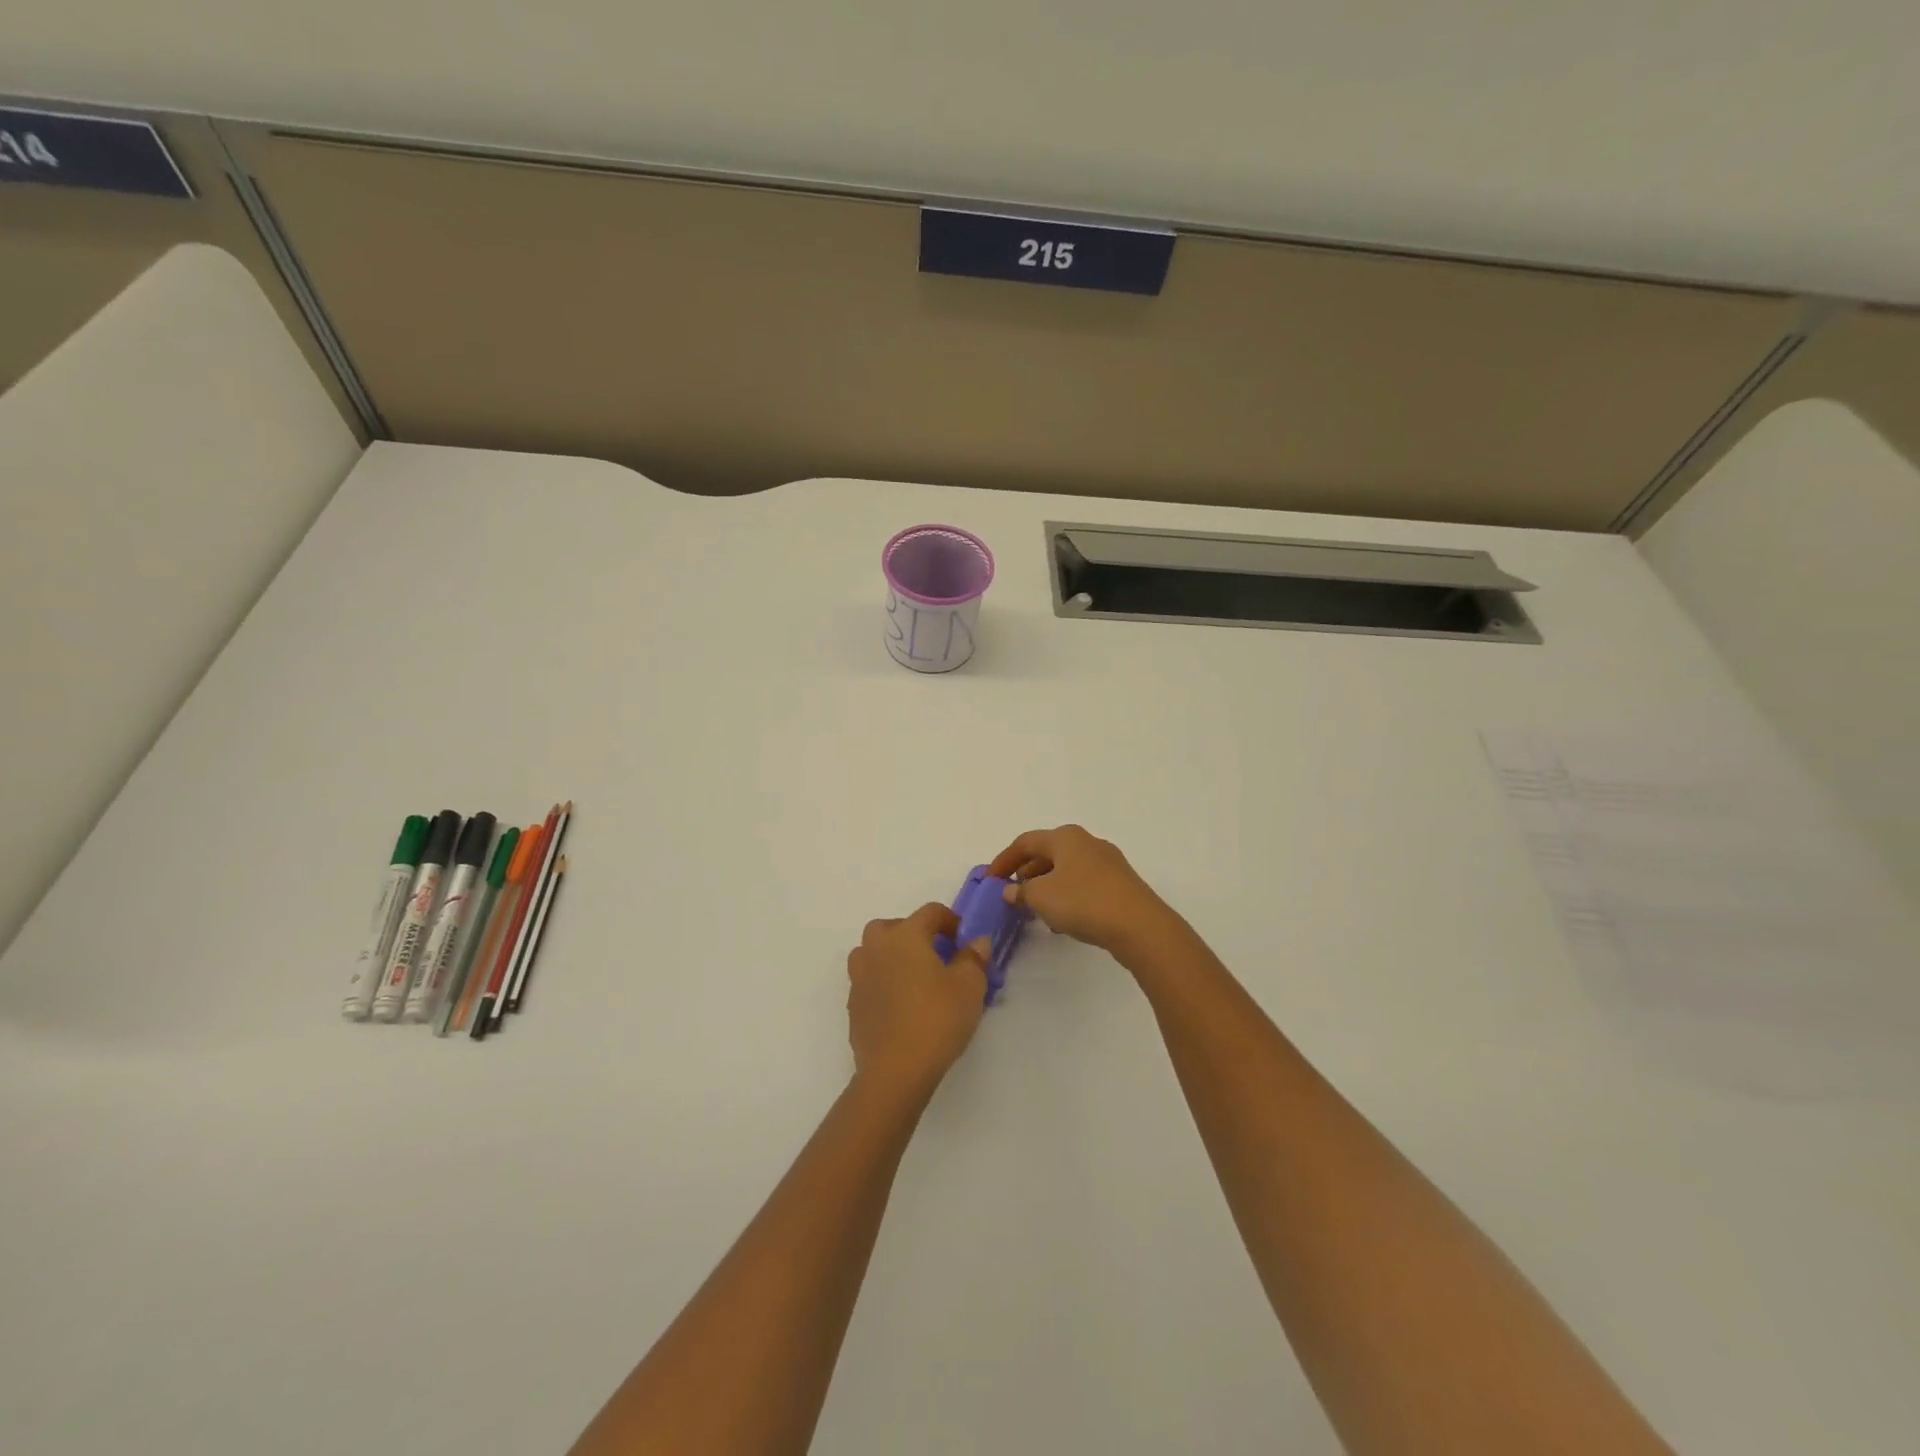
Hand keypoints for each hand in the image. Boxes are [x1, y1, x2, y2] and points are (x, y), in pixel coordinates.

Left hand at [846, 903, 989, 1101]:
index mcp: (905, 936)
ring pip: (872, 952)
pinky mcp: (853, 1005)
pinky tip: (900, 1005)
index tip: (963, 938)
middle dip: (913, 933)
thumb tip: (976, 941)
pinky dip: (883, 983)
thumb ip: (974, 958)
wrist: (895, 1071)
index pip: (929, 912)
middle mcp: (876, 949)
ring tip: (913, 977)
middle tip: (934, 954)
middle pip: (892, 926)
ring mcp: (859, 977)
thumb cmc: (936, 1019)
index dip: (950, 920)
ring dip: (891, 956)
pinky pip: (868, 981)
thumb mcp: (970, 987)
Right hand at [986, 825, 1178, 959]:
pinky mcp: (1120, 884)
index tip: (989, 880)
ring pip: (1066, 870)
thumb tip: (1011, 890)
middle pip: (1047, 853)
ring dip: (1046, 887)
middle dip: (1026, 873)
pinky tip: (1062, 920)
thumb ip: (1020, 892)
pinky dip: (1066, 896)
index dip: (1003, 860)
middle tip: (1011, 894)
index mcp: (1065, 837)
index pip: (1025, 842)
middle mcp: (1087, 842)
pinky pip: (1083, 884)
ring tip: (1034, 910)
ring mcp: (1107, 862)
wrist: (1139, 925)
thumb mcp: (1041, 897)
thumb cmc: (1083, 902)